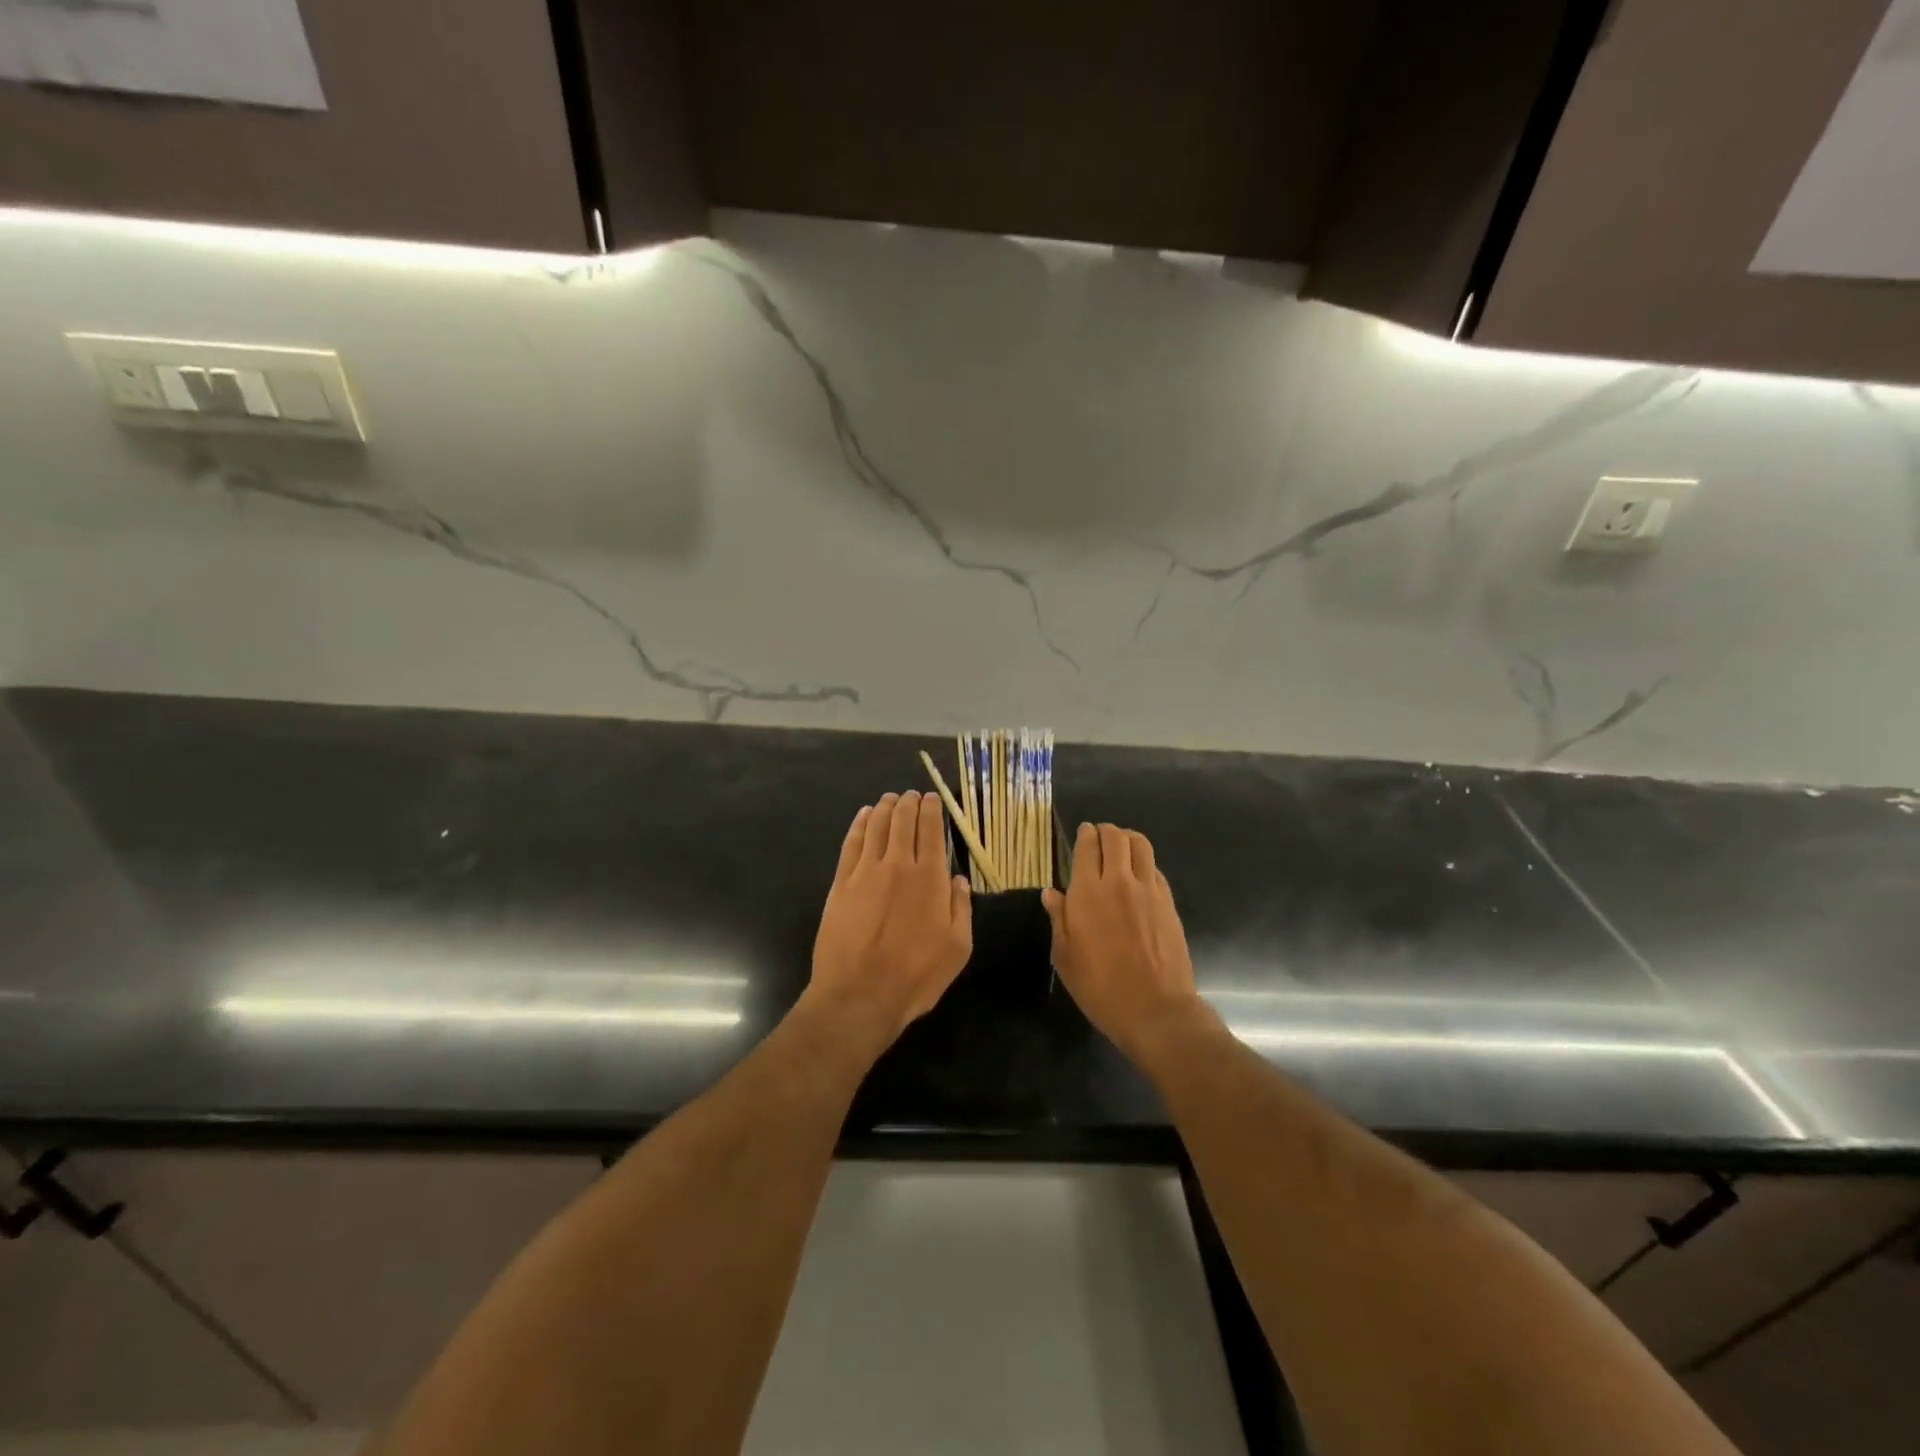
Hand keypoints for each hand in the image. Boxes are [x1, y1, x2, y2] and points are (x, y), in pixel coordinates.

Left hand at [807, 791, 972, 1055]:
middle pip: (902, 821)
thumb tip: (958, 879)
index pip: (931, 831)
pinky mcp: (841, 884)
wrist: (859, 995)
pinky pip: (851, 844)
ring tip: (889, 798)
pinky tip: (863, 816)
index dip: (932, 809)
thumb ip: (961, 908)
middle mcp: (898, 865)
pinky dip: (859, 825)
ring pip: (876, 826)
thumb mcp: (957, 948)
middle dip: (908, 803)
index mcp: (929, 878)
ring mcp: (865, 872)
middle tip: (911, 795)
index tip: (932, 798)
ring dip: (884, 808)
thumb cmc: (915, 976)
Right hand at [1042, 823, 1204, 1067]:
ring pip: (1140, 845)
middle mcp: (1118, 881)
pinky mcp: (1168, 902)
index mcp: (1087, 892)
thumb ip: (1059, 919)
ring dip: (1128, 839)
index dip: (1085, 834)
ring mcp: (1148, 890)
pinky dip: (1145, 863)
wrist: (1155, 1008)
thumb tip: (1051, 893)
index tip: (1083, 834)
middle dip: (1106, 831)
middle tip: (1100, 837)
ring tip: (1122, 846)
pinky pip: (1155, 868)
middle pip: (1116, 837)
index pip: (1088, 846)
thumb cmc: (1100, 987)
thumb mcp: (1065, 957)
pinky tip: (1139, 875)